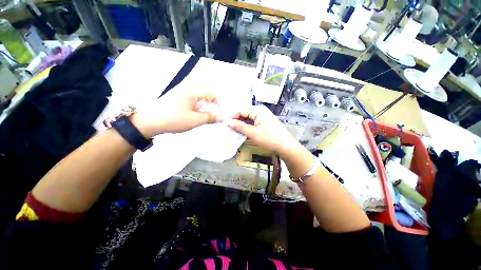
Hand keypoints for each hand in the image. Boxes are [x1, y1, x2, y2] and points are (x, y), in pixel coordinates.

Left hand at [132, 91, 218, 136]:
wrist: (149, 122)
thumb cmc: (174, 119)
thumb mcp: (195, 120)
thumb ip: (210, 117)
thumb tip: (222, 117)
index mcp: (193, 92)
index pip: (212, 94)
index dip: (219, 103)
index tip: (220, 113)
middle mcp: (188, 90)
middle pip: (206, 96)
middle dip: (212, 107)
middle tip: (213, 117)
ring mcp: (181, 95)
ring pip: (199, 100)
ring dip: (205, 108)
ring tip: (205, 118)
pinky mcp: (177, 100)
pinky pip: (192, 103)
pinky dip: (197, 109)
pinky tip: (195, 117)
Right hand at [228, 105, 299, 154]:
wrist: (286, 146)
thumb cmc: (269, 139)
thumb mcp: (253, 133)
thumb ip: (239, 127)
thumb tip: (227, 122)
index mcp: (258, 110)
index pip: (241, 110)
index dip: (231, 115)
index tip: (223, 122)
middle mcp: (260, 111)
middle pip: (244, 113)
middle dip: (236, 120)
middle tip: (227, 127)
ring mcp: (263, 117)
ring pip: (248, 118)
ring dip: (241, 124)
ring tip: (232, 130)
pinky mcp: (265, 123)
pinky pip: (253, 122)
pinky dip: (247, 126)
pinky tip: (242, 131)